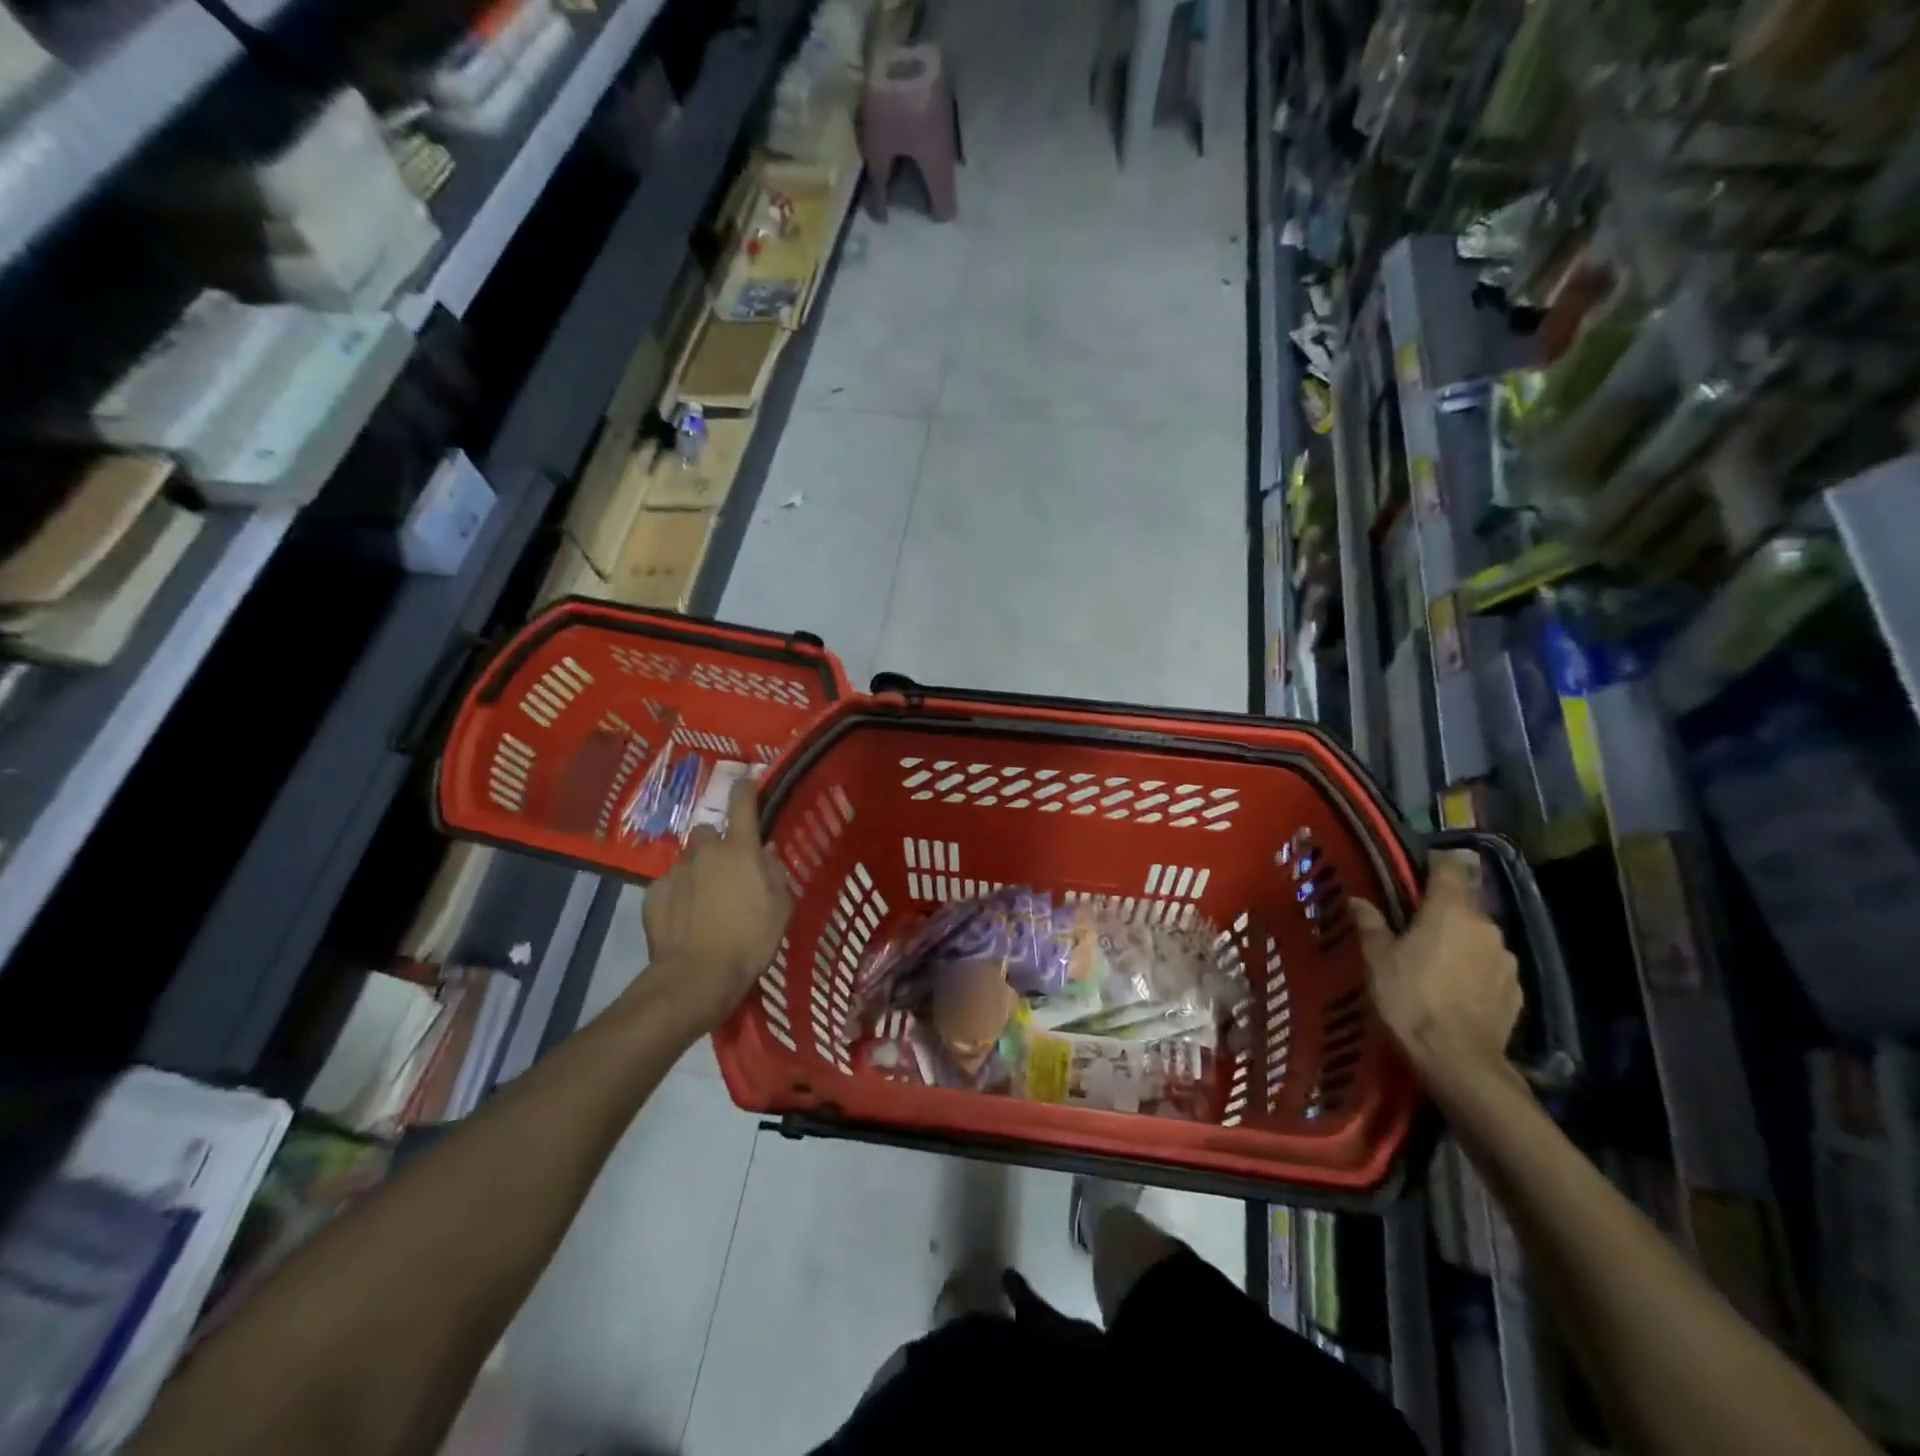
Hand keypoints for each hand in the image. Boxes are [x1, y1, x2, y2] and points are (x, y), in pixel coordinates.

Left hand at [642, 777, 792, 1033]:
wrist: (697, 976)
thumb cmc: (750, 940)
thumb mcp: (781, 908)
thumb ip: (774, 873)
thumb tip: (765, 851)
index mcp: (740, 849)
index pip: (742, 802)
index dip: (746, 789)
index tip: (748, 785)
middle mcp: (705, 851)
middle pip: (709, 832)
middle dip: (717, 845)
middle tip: (727, 870)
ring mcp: (675, 871)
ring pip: (688, 859)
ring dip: (697, 870)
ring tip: (704, 900)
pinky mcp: (653, 894)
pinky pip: (668, 884)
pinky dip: (677, 894)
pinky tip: (684, 918)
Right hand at [1353, 850, 1521, 1079]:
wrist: (1458, 1060)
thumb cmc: (1410, 998)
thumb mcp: (1377, 959)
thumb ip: (1371, 924)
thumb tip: (1359, 900)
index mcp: (1450, 910)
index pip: (1450, 867)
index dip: (1435, 863)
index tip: (1417, 869)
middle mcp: (1485, 926)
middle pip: (1464, 904)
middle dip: (1442, 910)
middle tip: (1414, 926)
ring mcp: (1506, 959)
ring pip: (1478, 937)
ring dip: (1459, 941)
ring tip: (1434, 962)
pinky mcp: (1516, 990)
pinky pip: (1490, 967)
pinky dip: (1473, 969)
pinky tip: (1455, 989)